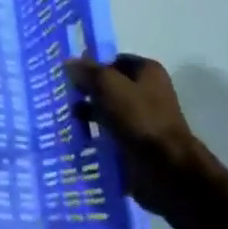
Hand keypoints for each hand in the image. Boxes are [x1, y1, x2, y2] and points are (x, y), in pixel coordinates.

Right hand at [64, 54, 222, 217]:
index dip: (91, 65)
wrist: (165, 167)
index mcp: (147, 71)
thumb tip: (68, 62)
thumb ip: (87, 71)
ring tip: (66, 118)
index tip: (68, 74)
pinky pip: (109, 132)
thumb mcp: (108, 85)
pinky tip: (77, 136)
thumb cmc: (138, 118)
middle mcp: (147, 91)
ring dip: (88, 113)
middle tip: (62, 96)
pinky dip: (95, 133)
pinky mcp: (136, 142)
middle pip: (109, 85)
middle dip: (87, 90)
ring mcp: (142, 118)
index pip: (112, 60)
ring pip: (107, 109)